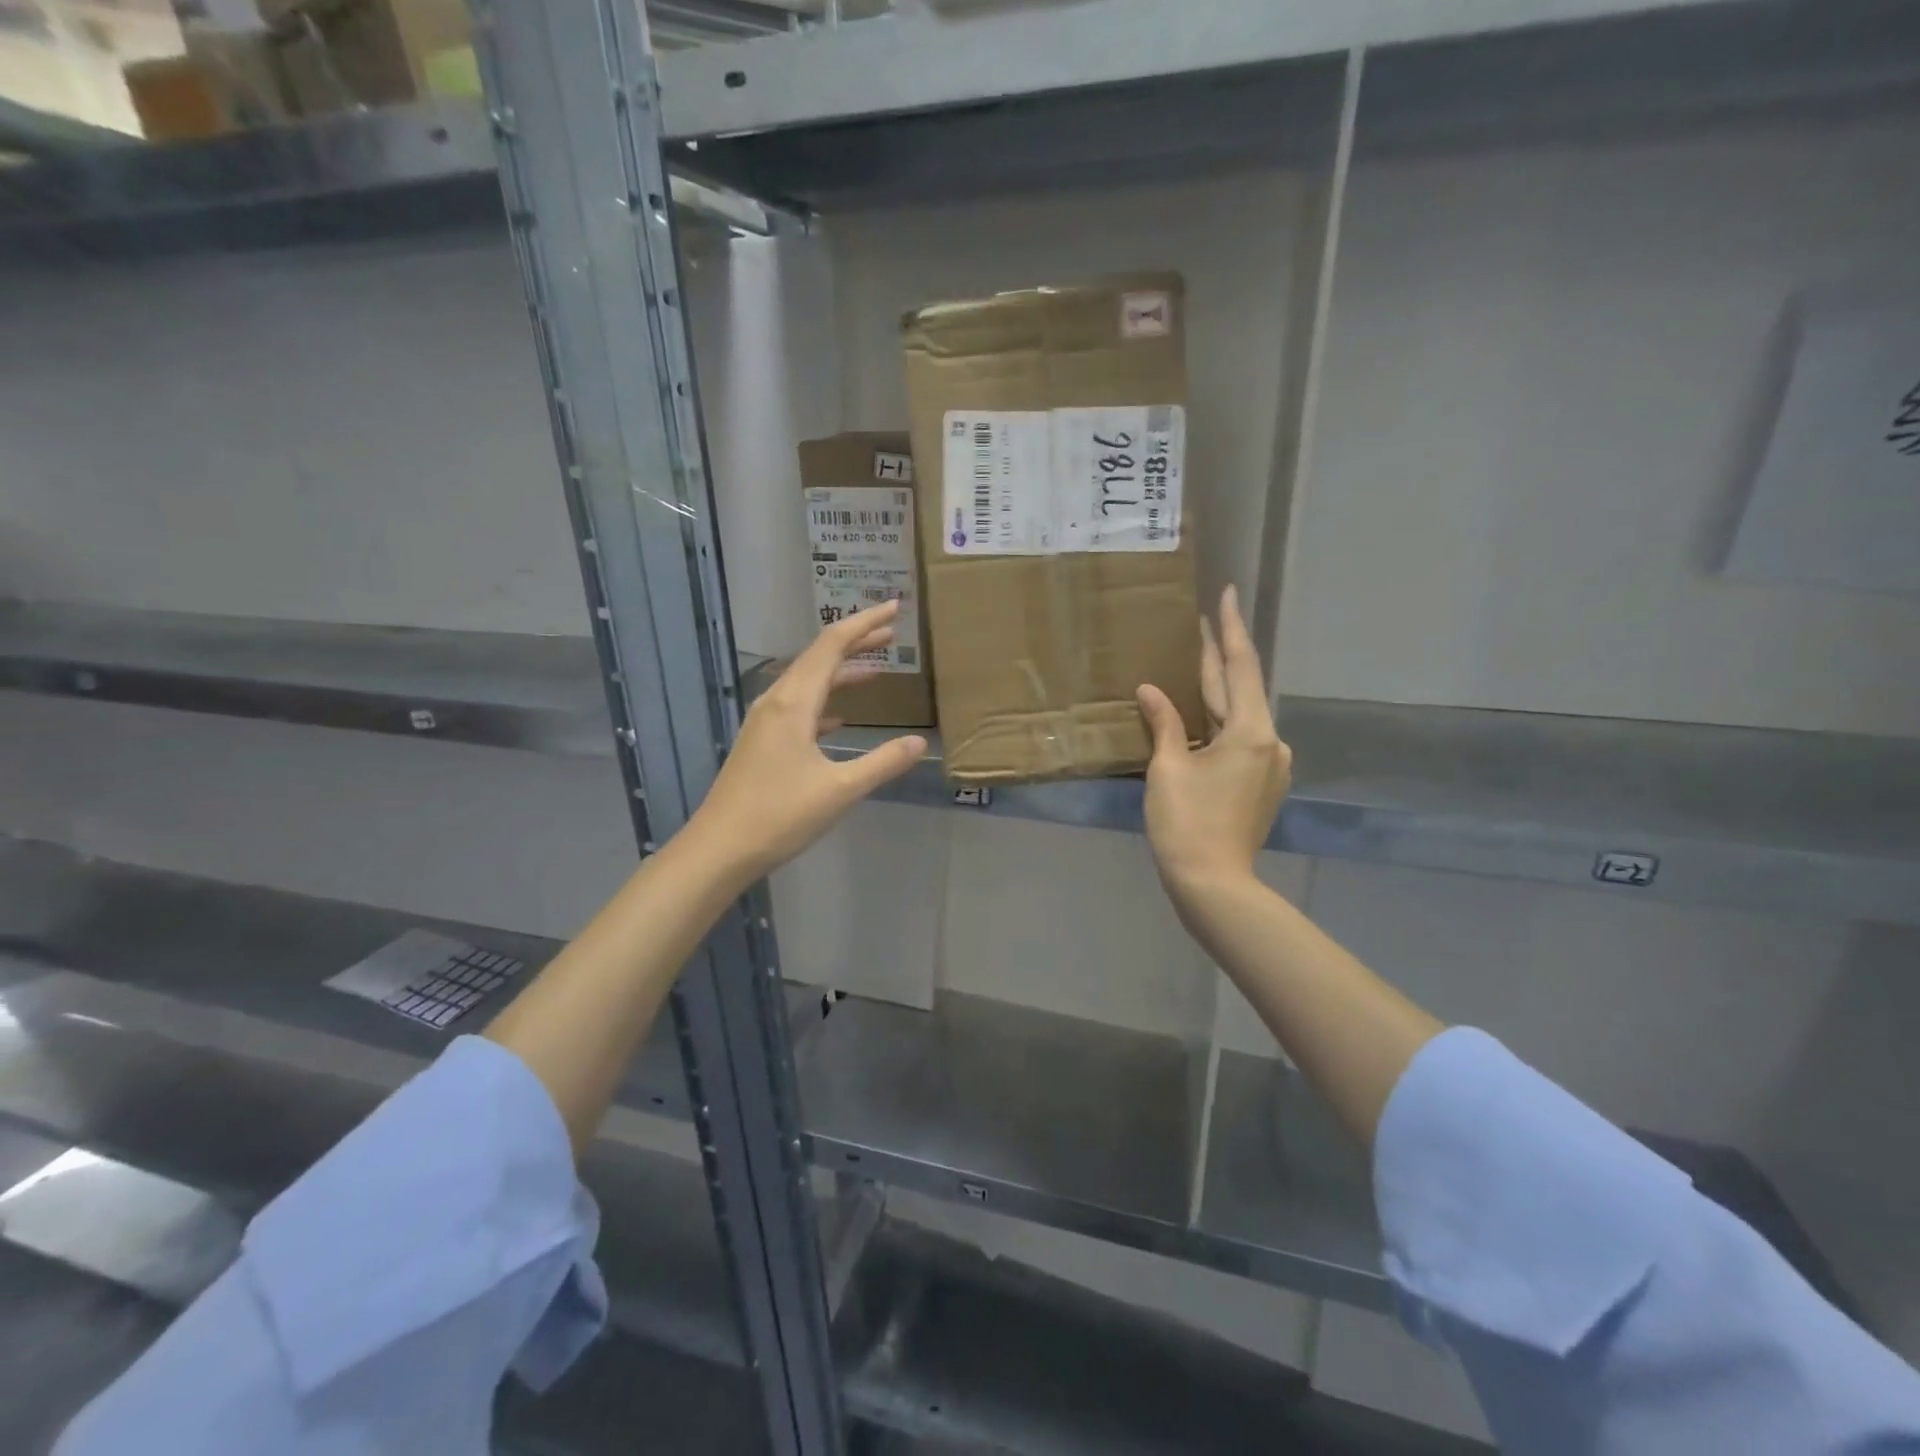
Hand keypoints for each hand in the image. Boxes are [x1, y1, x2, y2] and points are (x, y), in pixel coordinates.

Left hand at [691, 600, 927, 883]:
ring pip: (809, 681)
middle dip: (857, 641)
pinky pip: (799, 706)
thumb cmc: (780, 816)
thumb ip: (882, 762)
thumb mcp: (840, 790)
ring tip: (876, 668)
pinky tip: (841, 717)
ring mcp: (765, 721)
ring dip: (842, 671)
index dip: (865, 623)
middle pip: (820, 657)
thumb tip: (920, 742)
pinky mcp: (762, 742)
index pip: (833, 646)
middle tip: (893, 632)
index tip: (895, 608)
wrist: (719, 848)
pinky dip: (825, 701)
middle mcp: (777, 701)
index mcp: (795, 702)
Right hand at [1135, 585, 1291, 915]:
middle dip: (1221, 656)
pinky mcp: (1261, 783)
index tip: (1228, 593)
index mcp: (1250, 732)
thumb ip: (1164, 724)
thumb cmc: (1185, 823)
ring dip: (1219, 690)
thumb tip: (1150, 691)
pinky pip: (1240, 738)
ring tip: (1199, 662)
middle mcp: (1270, 742)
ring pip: (1240, 715)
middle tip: (1206, 621)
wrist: (1213, 884)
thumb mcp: (1167, 769)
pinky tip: (1203, 714)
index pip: (1239, 666)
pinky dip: (1220, 721)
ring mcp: (1270, 765)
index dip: (1230, 628)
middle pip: (1241, 689)